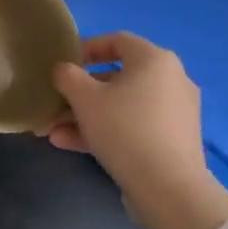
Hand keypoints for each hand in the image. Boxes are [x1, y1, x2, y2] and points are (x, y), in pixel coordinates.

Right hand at [42, 33, 210, 209]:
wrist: (168, 188)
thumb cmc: (125, 129)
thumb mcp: (85, 99)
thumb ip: (68, 76)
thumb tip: (63, 69)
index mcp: (155, 59)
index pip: (117, 40)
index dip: (87, 48)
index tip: (64, 65)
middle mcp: (171, 80)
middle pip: (117, 78)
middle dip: (80, 93)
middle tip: (55, 104)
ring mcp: (174, 112)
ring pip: (122, 106)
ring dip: (86, 116)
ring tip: (53, 132)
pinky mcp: (172, 141)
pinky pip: (133, 127)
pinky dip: (106, 132)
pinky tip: (70, 145)